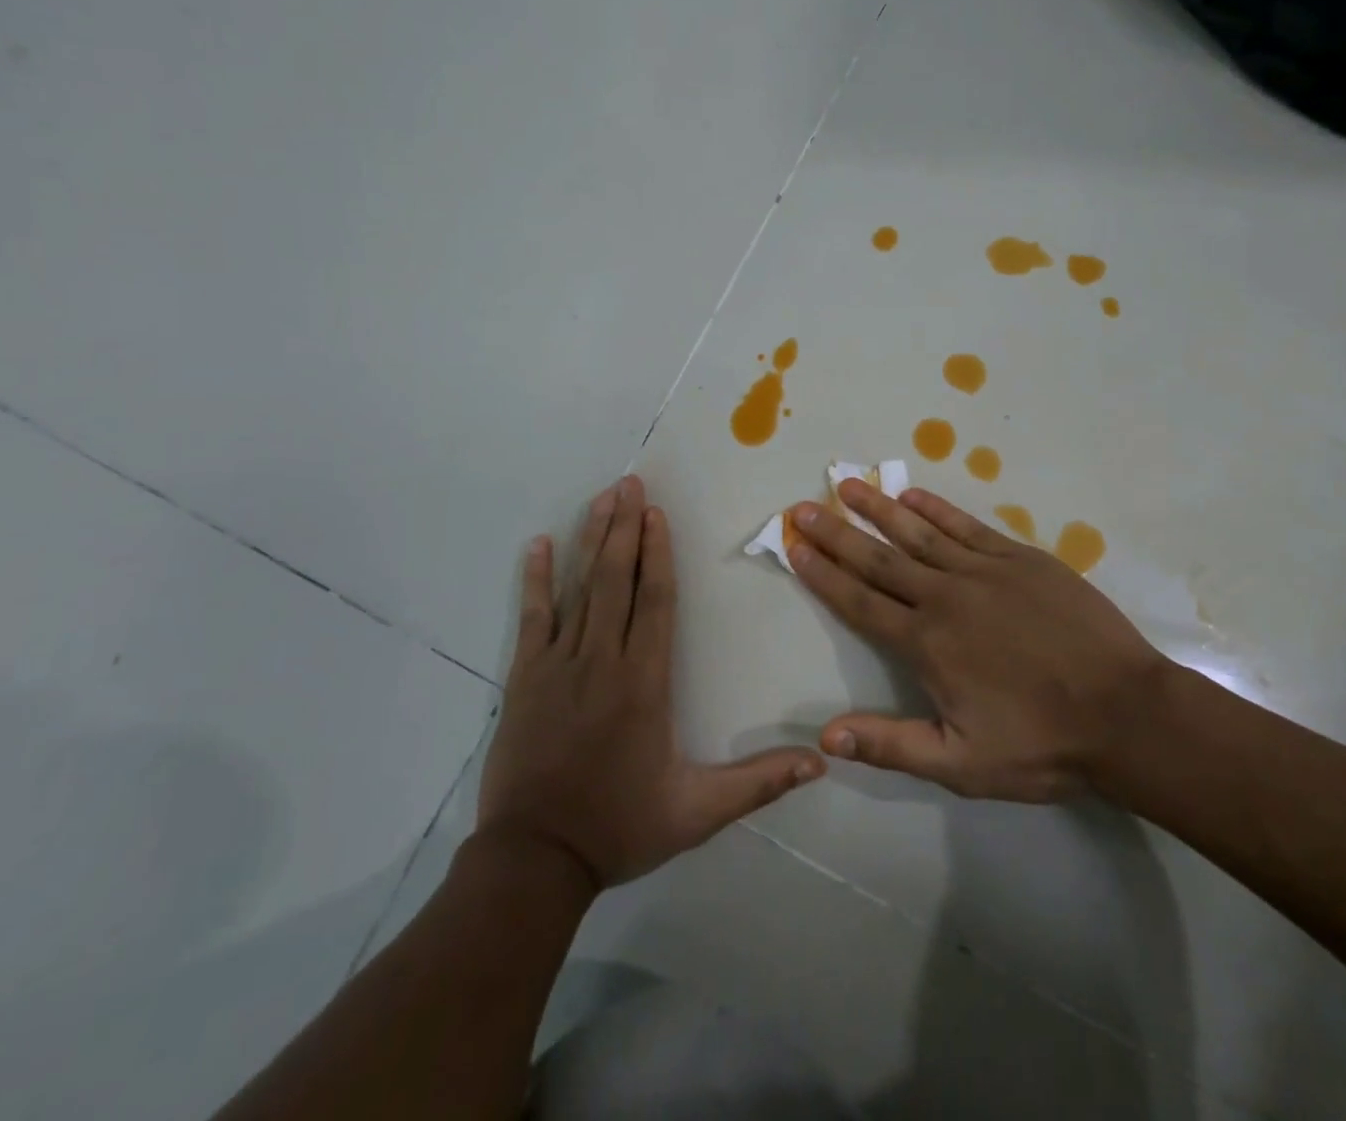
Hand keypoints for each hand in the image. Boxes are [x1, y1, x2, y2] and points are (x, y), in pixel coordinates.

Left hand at [478, 475, 825, 889]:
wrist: (534, 862)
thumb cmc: (620, 827)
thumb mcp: (697, 812)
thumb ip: (757, 782)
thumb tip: (820, 760)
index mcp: (645, 683)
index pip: (656, 601)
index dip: (658, 553)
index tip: (657, 513)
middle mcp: (603, 660)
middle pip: (617, 580)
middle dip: (624, 528)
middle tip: (629, 483)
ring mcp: (558, 665)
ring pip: (579, 589)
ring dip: (591, 540)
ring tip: (600, 498)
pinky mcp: (525, 678)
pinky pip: (531, 617)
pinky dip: (534, 580)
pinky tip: (538, 545)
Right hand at [787, 480, 1168, 801]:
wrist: (1126, 713)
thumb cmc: (1042, 743)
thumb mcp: (962, 764)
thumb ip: (891, 744)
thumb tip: (825, 735)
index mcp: (926, 643)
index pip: (859, 601)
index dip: (823, 574)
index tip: (795, 546)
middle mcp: (945, 597)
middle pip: (879, 558)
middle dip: (837, 533)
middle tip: (803, 507)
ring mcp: (984, 571)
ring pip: (918, 533)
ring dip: (878, 508)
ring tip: (847, 485)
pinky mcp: (1021, 558)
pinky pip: (967, 526)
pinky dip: (936, 509)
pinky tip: (913, 496)